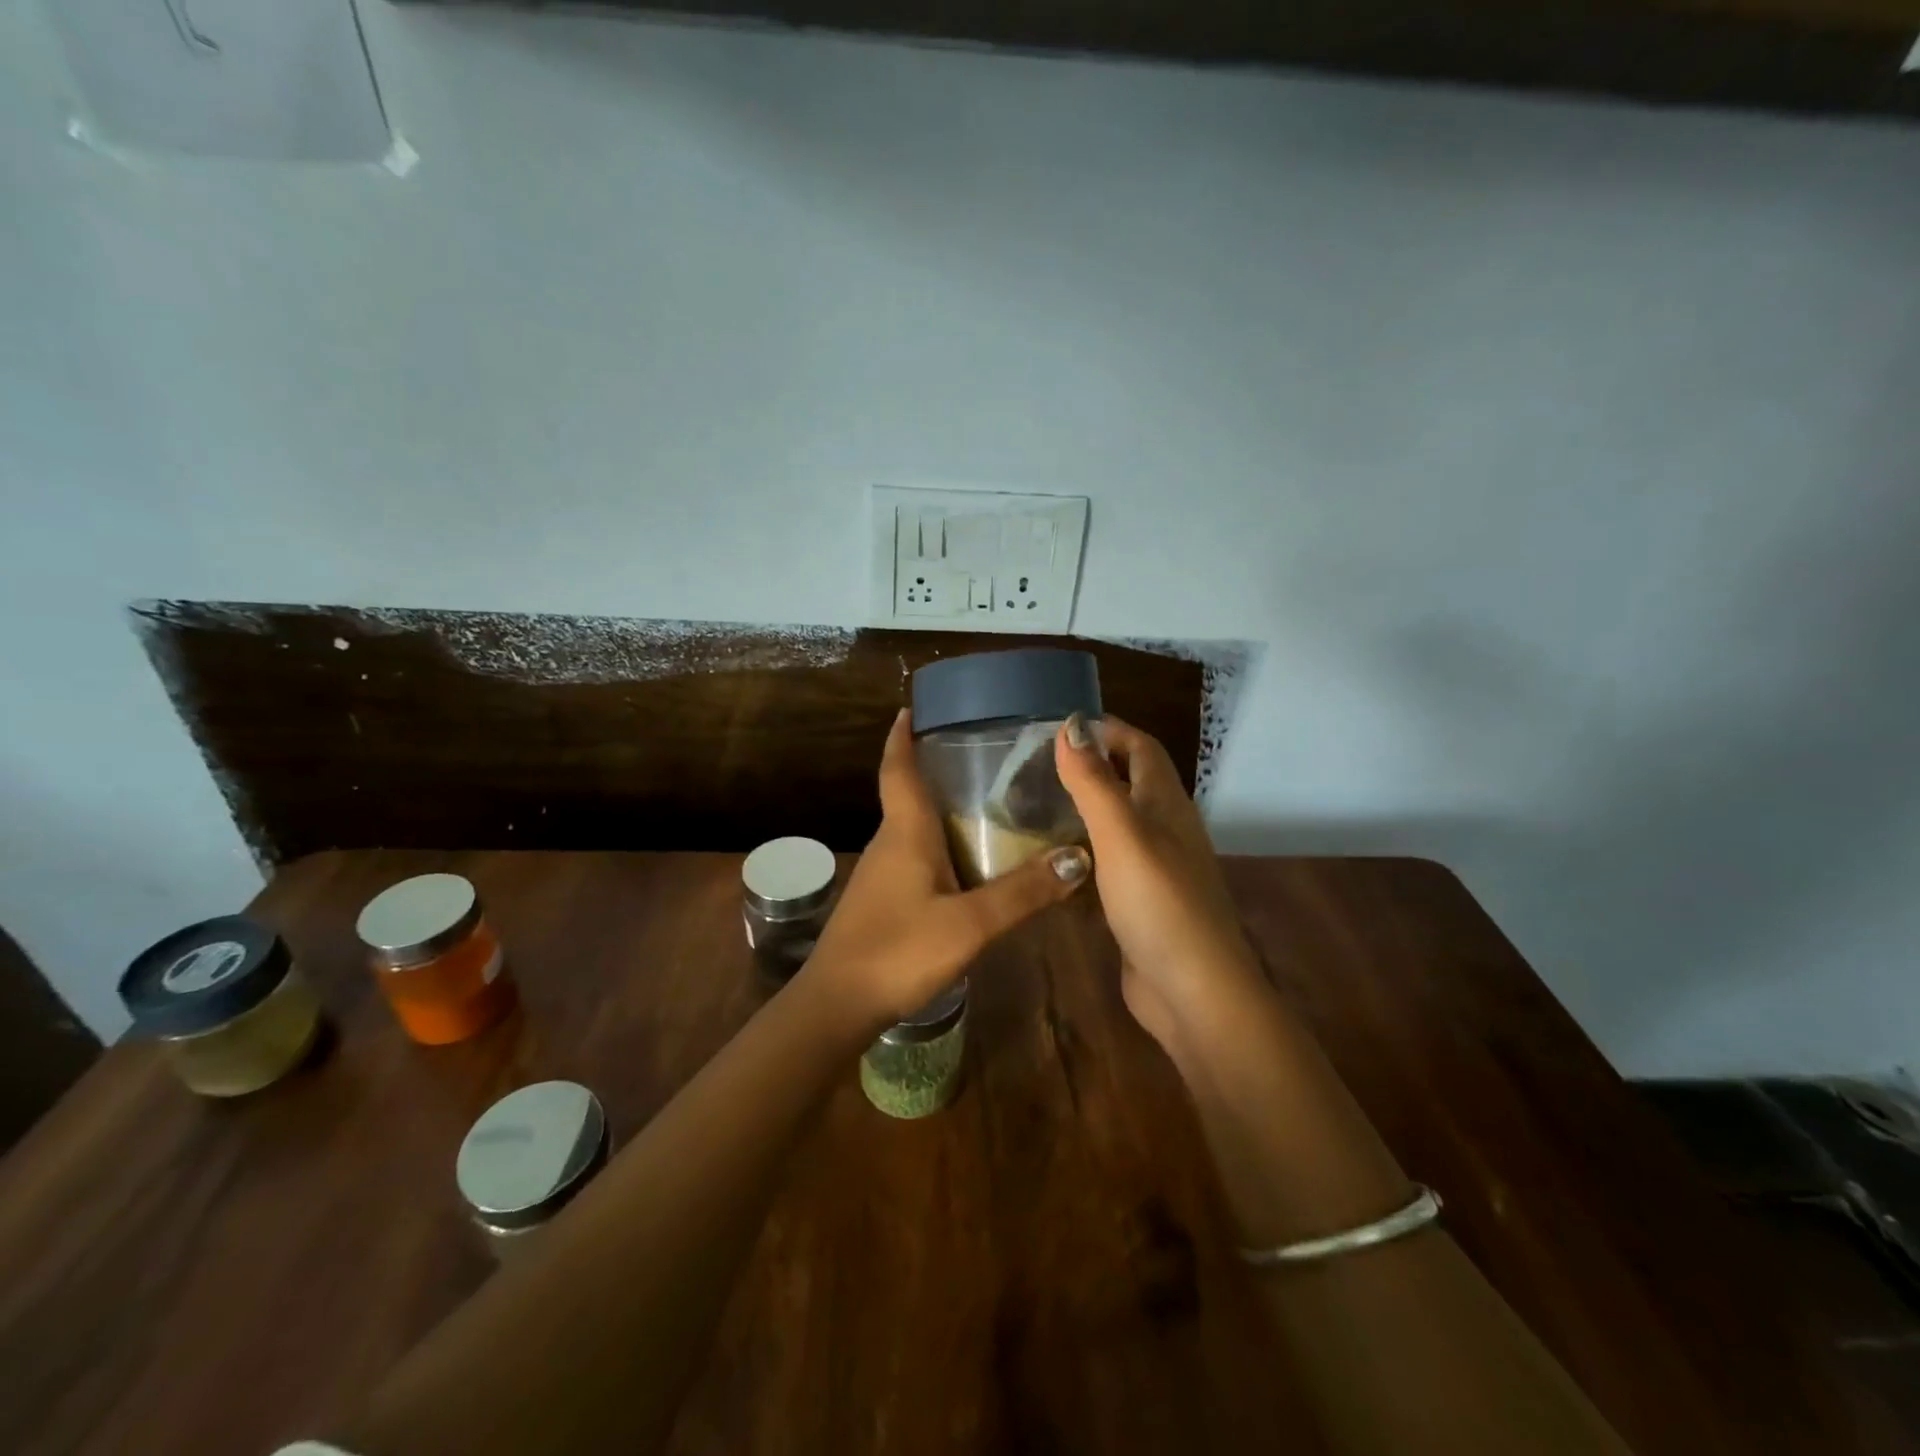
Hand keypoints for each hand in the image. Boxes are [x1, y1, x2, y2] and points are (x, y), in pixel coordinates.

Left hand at [806, 710, 1092, 1028]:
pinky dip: (940, 845)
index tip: (911, 709)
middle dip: (936, 769)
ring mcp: (882, 873)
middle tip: (982, 756)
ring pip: (914, 828)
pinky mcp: (883, 900)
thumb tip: (1078, 858)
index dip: (902, 736)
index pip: (898, 768)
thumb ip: (1023, 892)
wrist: (837, 1005)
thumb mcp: (970, 924)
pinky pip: (915, 856)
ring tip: (988, 804)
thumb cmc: (898, 950)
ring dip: (941, 810)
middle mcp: (890, 842)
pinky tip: (969, 863)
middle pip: (909, 793)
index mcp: (905, 832)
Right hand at [1053, 714, 1259, 1047]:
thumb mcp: (1121, 834)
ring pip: (1118, 823)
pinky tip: (1053, 861)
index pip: (1141, 748)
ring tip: (1034, 807)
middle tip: (1036, 768)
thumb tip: (1072, 724)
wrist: (1194, 992)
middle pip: (1131, 782)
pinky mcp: (1141, 903)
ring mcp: (1156, 869)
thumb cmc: (1158, 903)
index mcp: (1166, 804)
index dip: (1107, 730)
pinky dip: (1083, 851)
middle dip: (1092, 766)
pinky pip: (1110, 862)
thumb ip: (1094, 781)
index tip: (1058, 729)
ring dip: (1085, 809)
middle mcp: (1166, 829)